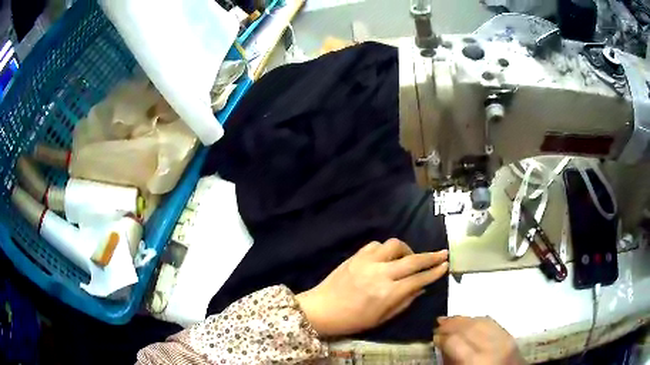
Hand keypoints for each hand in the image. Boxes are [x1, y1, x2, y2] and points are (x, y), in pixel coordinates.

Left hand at [296, 239, 447, 336]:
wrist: (321, 309)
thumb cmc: (352, 320)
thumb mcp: (381, 318)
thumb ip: (404, 302)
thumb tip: (421, 288)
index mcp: (388, 293)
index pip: (418, 278)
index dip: (434, 271)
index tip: (446, 264)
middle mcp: (381, 273)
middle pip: (412, 260)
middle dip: (431, 256)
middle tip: (442, 253)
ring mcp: (367, 262)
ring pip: (395, 245)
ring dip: (407, 250)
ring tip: (408, 259)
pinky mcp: (356, 256)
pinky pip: (376, 245)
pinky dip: (386, 249)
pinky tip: (387, 257)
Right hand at [434, 316, 524, 364]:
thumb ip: (451, 360)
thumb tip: (442, 345)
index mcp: (476, 361)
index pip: (455, 340)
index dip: (442, 336)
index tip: (434, 336)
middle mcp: (491, 347)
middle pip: (469, 327)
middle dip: (451, 324)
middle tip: (438, 324)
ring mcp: (504, 339)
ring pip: (481, 321)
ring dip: (464, 319)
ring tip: (451, 319)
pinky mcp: (510, 336)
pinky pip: (492, 322)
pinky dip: (479, 319)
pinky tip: (470, 321)